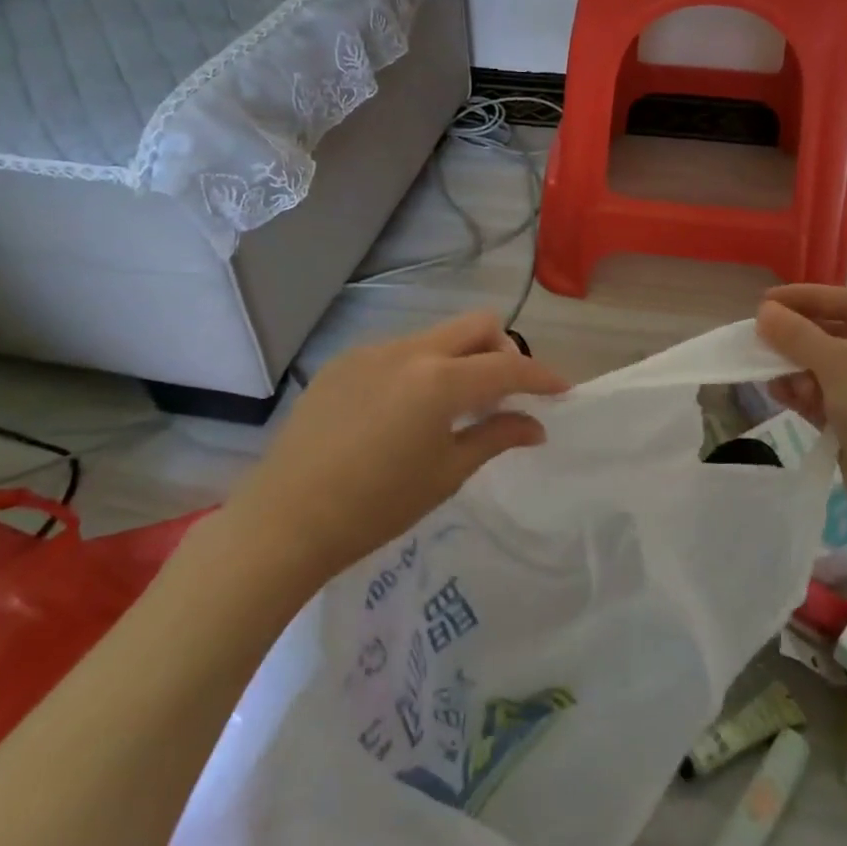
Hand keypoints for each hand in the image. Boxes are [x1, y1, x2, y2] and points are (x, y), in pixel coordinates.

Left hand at [233, 311, 568, 581]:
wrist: (285, 520)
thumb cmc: (375, 507)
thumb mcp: (446, 474)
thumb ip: (496, 437)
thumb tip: (536, 426)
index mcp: (440, 381)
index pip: (508, 367)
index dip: (542, 377)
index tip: (562, 390)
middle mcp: (410, 351)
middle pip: (476, 325)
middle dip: (503, 351)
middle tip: (504, 393)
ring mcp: (372, 351)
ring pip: (437, 336)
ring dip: (460, 360)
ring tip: (452, 408)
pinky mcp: (344, 362)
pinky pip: (400, 351)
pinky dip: (421, 369)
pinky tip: (405, 412)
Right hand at [755, 285, 846, 551]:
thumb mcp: (840, 367)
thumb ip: (799, 336)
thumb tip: (765, 312)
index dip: (806, 297)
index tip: (765, 302)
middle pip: (838, 334)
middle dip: (798, 336)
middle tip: (760, 336)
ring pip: (829, 368)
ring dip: (797, 367)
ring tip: (767, 372)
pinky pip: (827, 398)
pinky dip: (804, 393)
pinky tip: (780, 394)